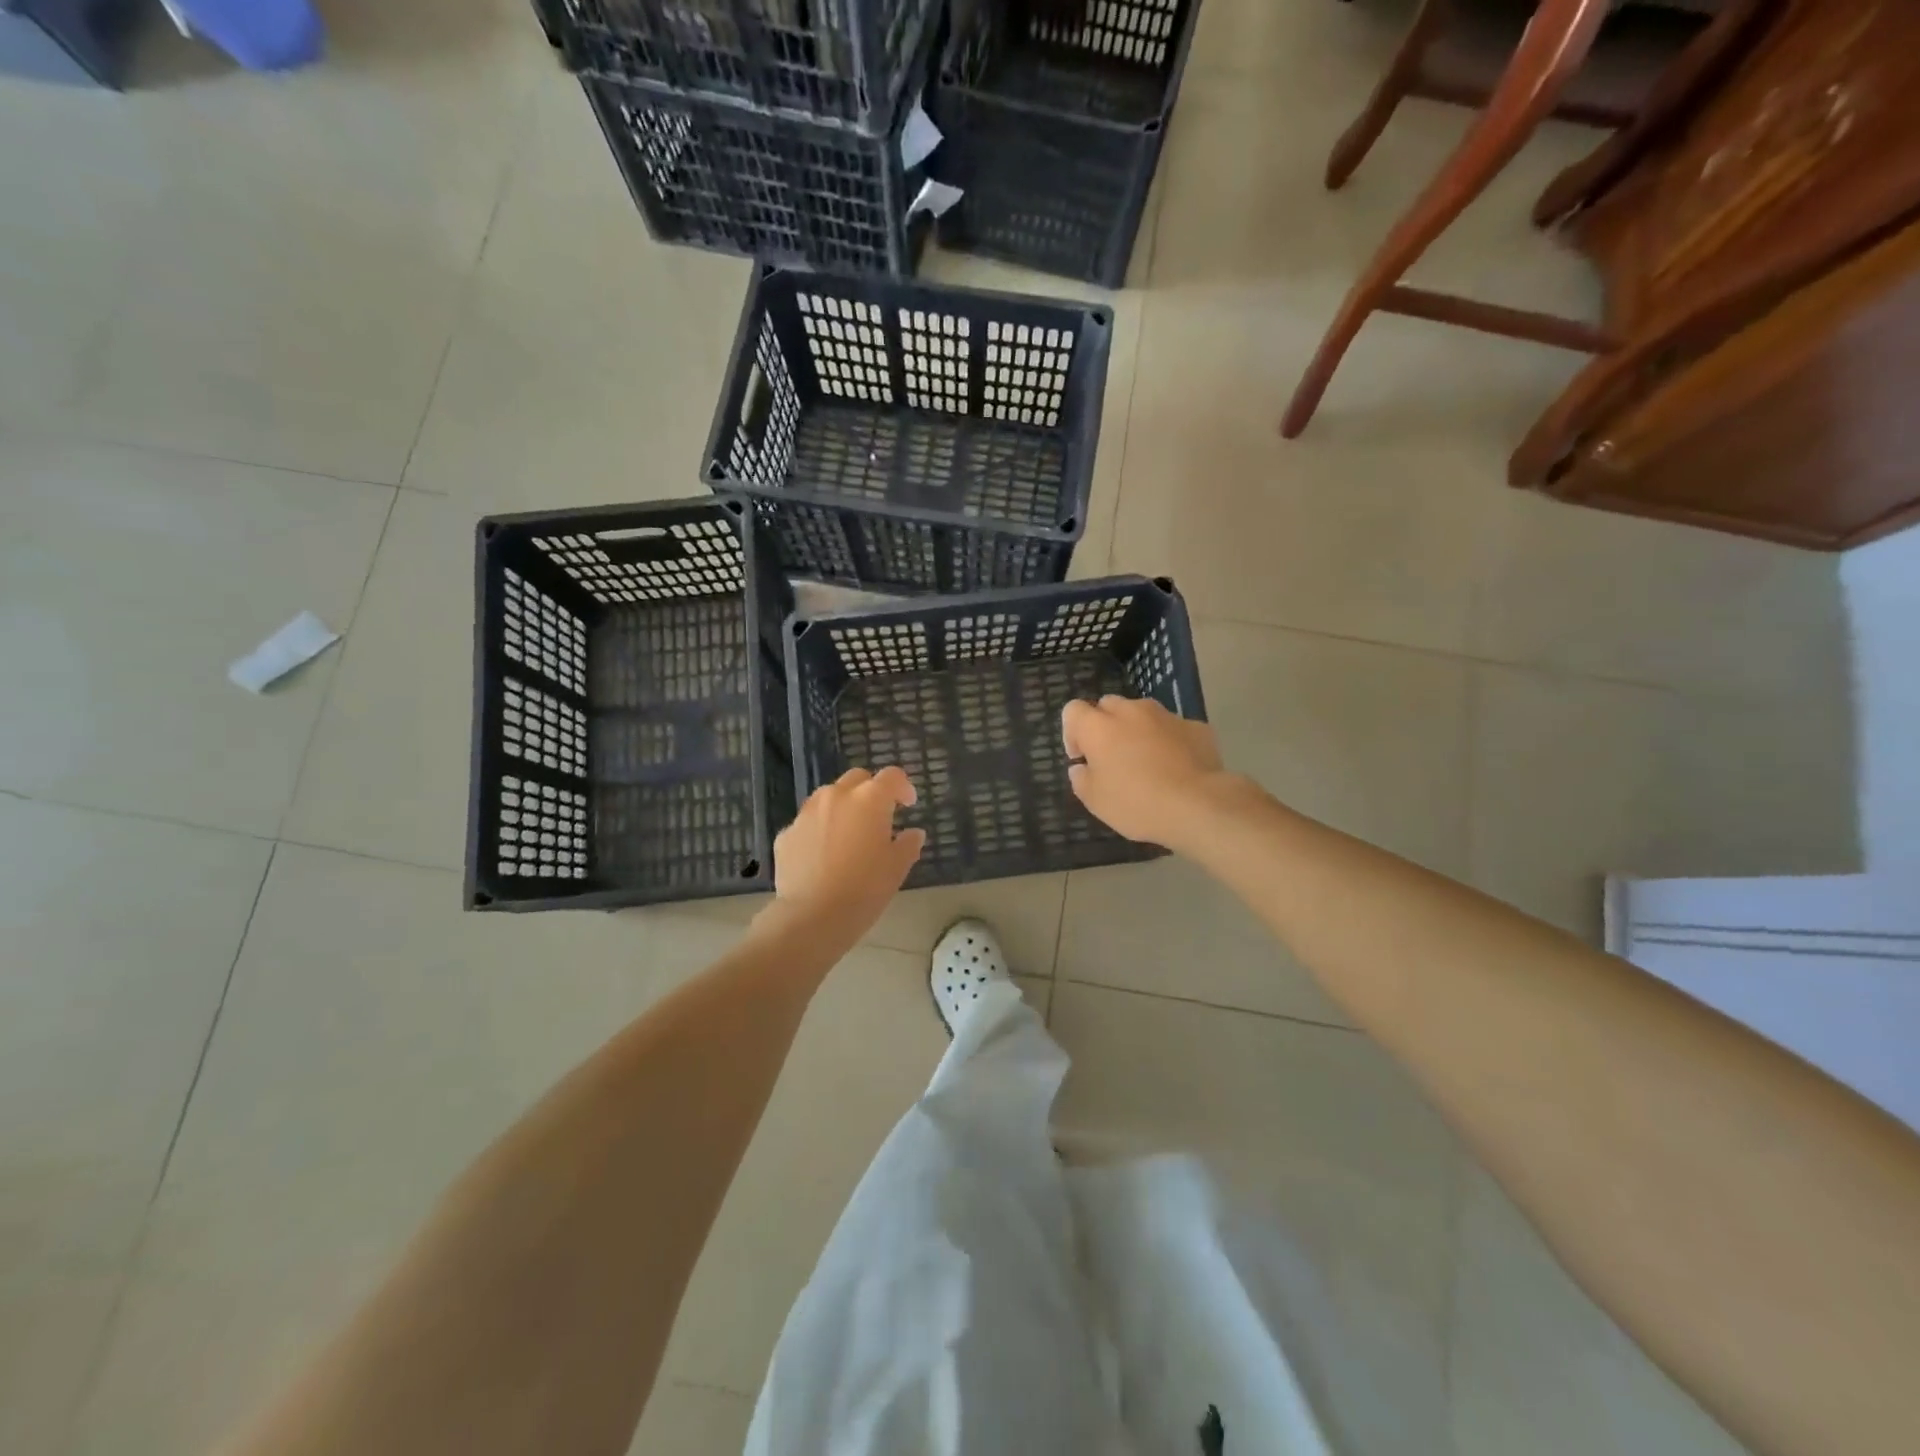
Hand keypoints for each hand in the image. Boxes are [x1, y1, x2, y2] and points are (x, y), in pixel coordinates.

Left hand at [766, 767, 924, 941]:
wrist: (812, 916)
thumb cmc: (865, 889)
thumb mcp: (897, 868)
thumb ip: (908, 844)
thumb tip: (913, 833)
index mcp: (869, 799)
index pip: (891, 777)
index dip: (903, 787)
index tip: (908, 804)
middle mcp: (836, 796)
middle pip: (857, 779)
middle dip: (870, 790)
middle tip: (879, 816)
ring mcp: (807, 813)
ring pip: (828, 797)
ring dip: (843, 807)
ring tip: (849, 833)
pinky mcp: (786, 833)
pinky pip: (808, 822)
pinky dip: (820, 829)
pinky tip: (824, 854)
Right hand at [1061, 695, 1230, 847]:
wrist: (1199, 806)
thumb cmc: (1137, 804)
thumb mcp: (1095, 801)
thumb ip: (1081, 778)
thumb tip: (1082, 767)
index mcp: (1099, 727)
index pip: (1073, 710)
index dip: (1072, 732)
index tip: (1082, 758)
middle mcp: (1130, 711)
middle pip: (1108, 705)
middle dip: (1105, 726)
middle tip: (1113, 758)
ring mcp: (1166, 716)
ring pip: (1143, 713)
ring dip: (1138, 730)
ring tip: (1147, 762)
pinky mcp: (1196, 726)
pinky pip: (1173, 728)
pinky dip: (1169, 741)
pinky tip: (1177, 767)